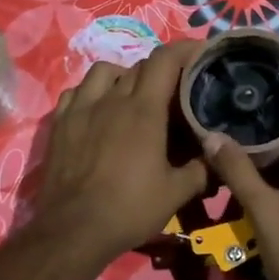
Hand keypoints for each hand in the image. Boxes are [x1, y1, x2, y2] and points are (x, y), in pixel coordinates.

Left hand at [33, 40, 208, 264]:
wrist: (73, 230)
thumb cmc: (129, 209)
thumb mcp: (176, 193)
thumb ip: (201, 169)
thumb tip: (218, 155)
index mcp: (143, 110)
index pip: (165, 60)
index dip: (185, 49)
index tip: (201, 51)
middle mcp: (111, 99)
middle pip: (138, 65)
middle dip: (161, 67)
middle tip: (175, 84)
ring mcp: (81, 109)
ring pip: (103, 71)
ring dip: (123, 73)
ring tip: (132, 92)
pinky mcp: (60, 124)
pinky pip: (76, 91)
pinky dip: (91, 91)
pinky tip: (97, 108)